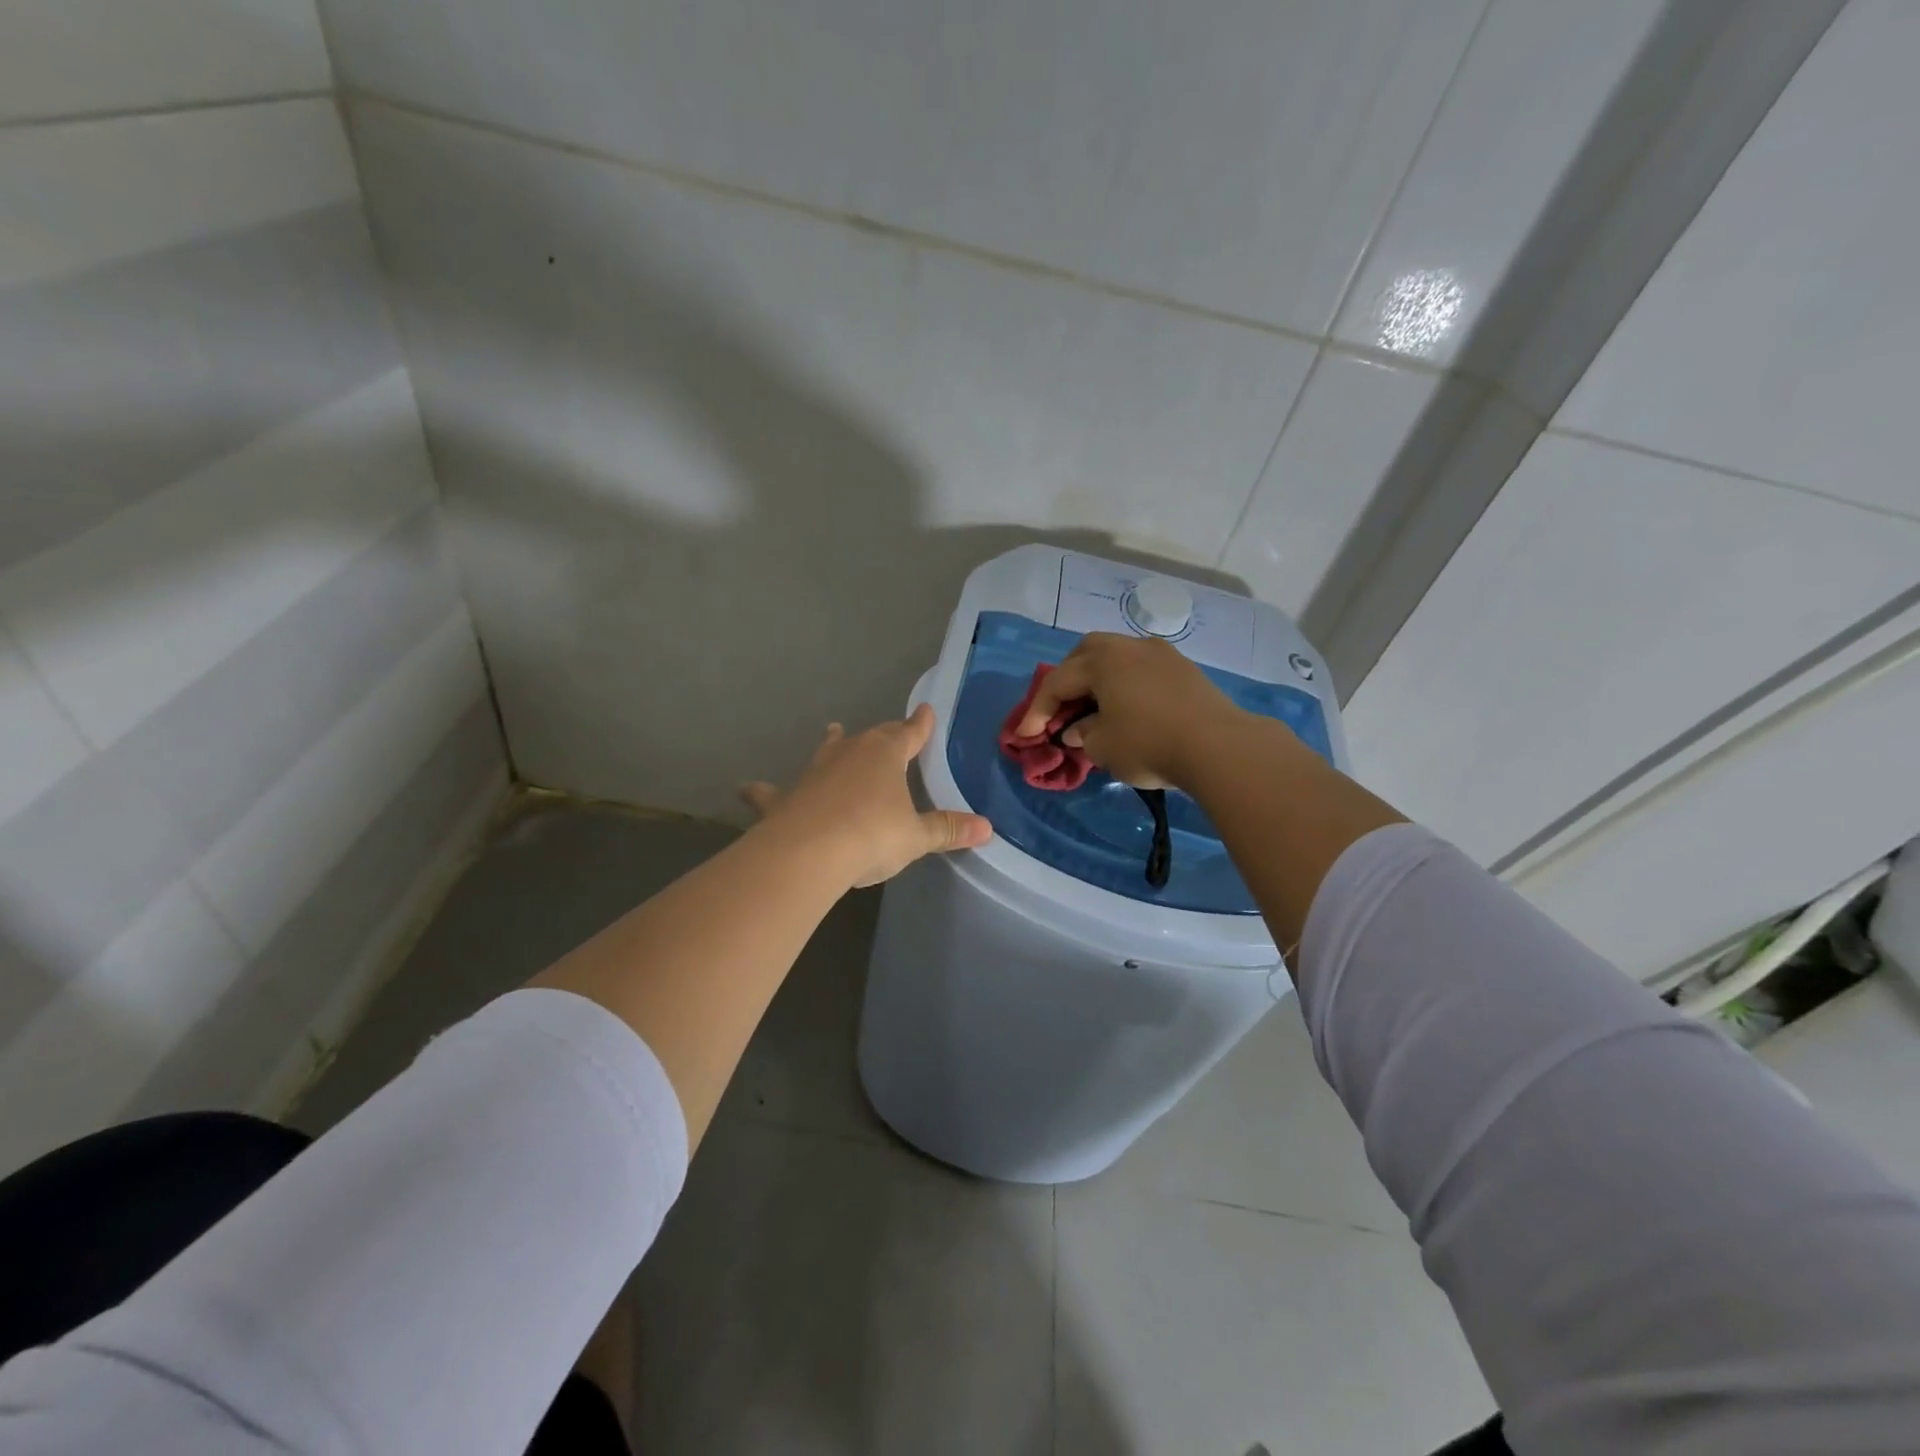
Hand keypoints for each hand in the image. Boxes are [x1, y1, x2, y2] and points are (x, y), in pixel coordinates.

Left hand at [741, 704, 992, 886]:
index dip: (920, 725)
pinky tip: (745, 789)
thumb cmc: (871, 835)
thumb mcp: (916, 836)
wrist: (808, 852)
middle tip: (890, 732)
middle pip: (870, 738)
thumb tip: (987, 828)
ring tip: (831, 730)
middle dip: (883, 735)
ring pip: (826, 751)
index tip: (926, 710)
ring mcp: (814, 773)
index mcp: (885, 755)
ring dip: (831, 743)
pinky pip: (772, 792)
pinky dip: (762, 792)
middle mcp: (849, 754)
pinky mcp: (785, 798)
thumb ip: (948, 830)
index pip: (909, 734)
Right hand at [1015, 632, 1244, 788]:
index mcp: (1102, 660)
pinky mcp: (1184, 669)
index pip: (1058, 682)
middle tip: (1060, 709)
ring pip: (1117, 658)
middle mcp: (1129, 646)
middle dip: (1067, 680)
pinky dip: (1125, 685)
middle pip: (1086, 654)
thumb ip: (1082, 734)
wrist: (1219, 746)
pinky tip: (1127, 708)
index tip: (1027, 735)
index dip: (1038, 710)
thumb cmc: (1149, 743)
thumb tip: (1079, 729)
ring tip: (1093, 707)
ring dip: (1098, 680)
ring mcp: (1161, 654)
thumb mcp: (1102, 746)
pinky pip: (1141, 670)